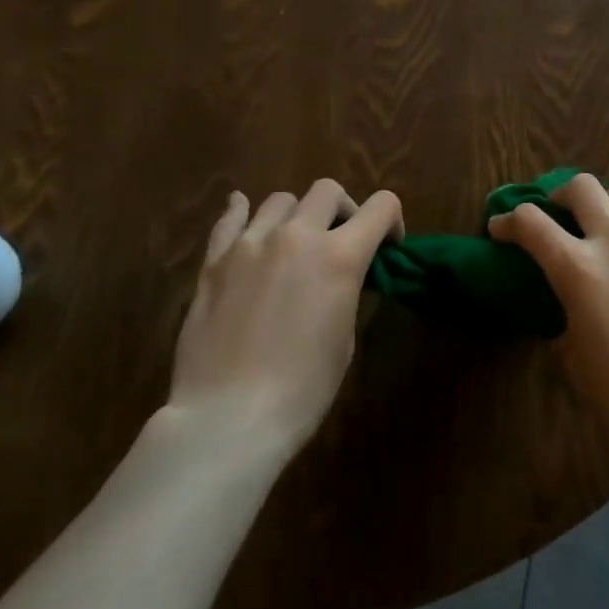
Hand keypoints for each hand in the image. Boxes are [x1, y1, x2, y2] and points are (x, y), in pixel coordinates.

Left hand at [166, 179, 402, 455]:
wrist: (228, 418)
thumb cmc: (301, 390)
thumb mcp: (344, 339)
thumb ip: (345, 290)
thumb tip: (341, 276)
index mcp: (339, 256)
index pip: (381, 206)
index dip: (392, 220)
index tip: (388, 245)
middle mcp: (297, 235)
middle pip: (328, 190)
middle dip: (343, 210)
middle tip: (339, 240)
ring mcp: (251, 243)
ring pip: (281, 200)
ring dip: (296, 215)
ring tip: (291, 242)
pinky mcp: (215, 260)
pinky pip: (230, 218)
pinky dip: (242, 211)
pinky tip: (243, 213)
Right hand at [490, 174, 608, 477]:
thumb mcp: (575, 360)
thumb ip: (565, 318)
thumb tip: (568, 308)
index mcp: (579, 269)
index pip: (531, 222)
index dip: (508, 221)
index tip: (501, 228)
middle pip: (582, 187)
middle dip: (560, 195)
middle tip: (558, 215)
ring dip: (607, 205)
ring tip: (606, 229)